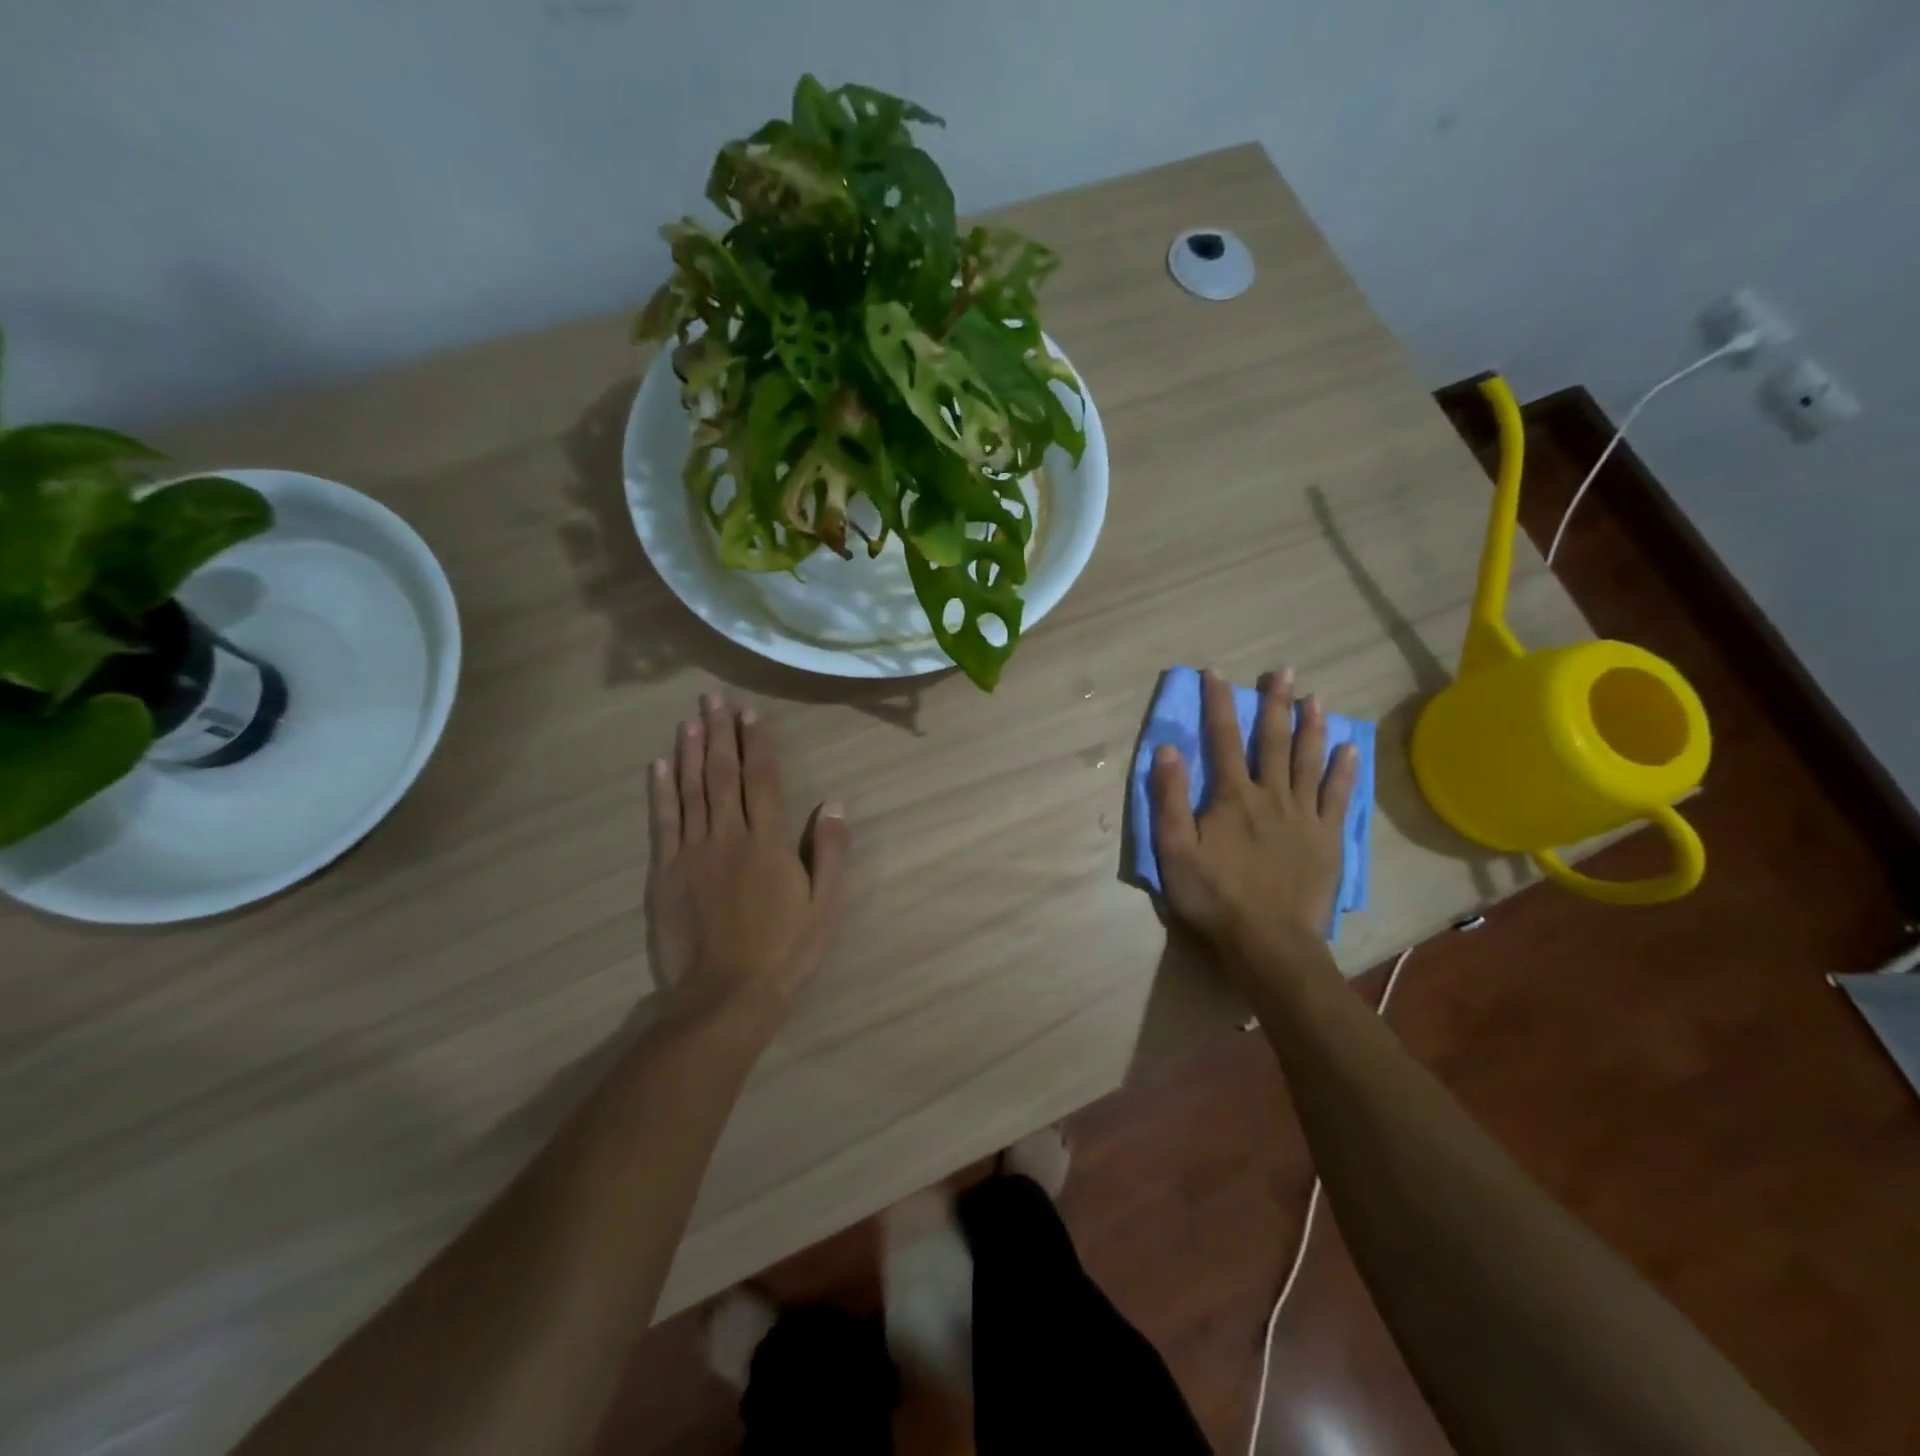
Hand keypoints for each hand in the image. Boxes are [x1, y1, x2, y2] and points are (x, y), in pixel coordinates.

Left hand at [647, 693, 849, 1031]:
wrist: (726, 995)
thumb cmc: (785, 951)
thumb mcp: (827, 905)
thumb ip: (832, 852)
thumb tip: (835, 803)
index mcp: (769, 842)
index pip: (763, 779)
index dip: (757, 743)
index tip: (750, 713)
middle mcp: (729, 836)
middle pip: (723, 774)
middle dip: (719, 733)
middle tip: (713, 698)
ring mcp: (693, 852)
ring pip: (691, 790)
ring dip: (690, 751)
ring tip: (690, 719)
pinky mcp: (666, 872)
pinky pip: (663, 822)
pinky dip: (661, 790)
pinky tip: (659, 765)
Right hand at [1149, 668, 1357, 968]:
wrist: (1268, 941)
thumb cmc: (1214, 896)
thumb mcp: (1174, 850)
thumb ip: (1169, 798)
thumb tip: (1168, 748)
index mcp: (1232, 797)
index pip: (1221, 739)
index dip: (1218, 703)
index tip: (1216, 672)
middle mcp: (1271, 795)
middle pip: (1272, 741)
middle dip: (1274, 703)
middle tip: (1282, 671)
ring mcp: (1304, 816)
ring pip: (1308, 761)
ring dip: (1311, 727)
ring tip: (1314, 698)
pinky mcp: (1327, 839)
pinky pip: (1337, 797)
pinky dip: (1344, 771)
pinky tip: (1349, 749)